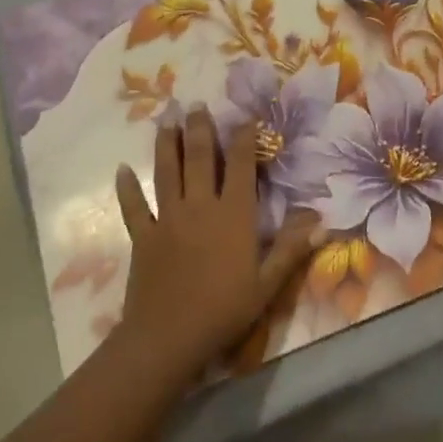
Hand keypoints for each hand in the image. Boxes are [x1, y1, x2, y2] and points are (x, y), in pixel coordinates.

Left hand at [114, 108, 319, 371]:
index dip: (244, 139)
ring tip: (166, 120)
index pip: (241, 166)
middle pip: (200, 159)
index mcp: (233, 215)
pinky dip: (127, 188)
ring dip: (167, 144)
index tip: (245, 117)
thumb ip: (291, 248)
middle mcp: (200, 206)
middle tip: (195, 104)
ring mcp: (167, 218)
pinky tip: (122, 170)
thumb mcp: (267, 284)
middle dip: (200, 129)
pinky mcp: (143, 236)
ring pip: (167, 172)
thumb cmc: (224, 310)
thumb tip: (320, 218)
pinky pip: (133, 207)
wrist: (168, 337)